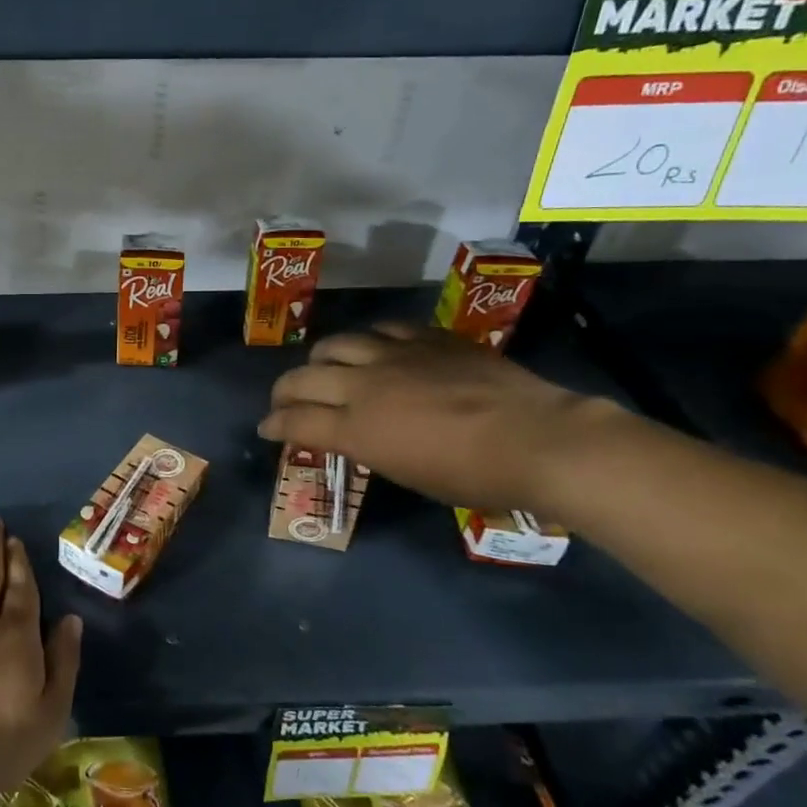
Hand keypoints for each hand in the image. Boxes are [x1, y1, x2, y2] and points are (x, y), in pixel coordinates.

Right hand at [257, 323, 619, 511]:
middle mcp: (364, 387)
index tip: (267, 429)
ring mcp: (395, 356)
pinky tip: (376, 349)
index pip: (295, 422)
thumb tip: (356, 437)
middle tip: (285, 402)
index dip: (274, 425)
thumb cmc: (474, 477)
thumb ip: (370, 449)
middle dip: (284, 392)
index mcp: (357, 430)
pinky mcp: (427, 338)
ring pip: (336, 344)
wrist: (538, 440)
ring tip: (326, 368)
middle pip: (302, 379)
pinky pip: (383, 329)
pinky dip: (369, 341)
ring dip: (321, 360)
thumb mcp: (408, 475)